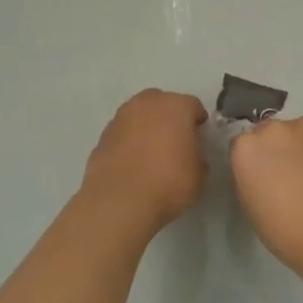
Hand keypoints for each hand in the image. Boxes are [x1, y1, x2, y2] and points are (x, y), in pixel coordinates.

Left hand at [80, 89, 208, 230]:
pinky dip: (129, 141)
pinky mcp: (103, 135)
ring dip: (146, 127)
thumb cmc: (168, 183)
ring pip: (139, 115)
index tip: (199, 137)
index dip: (197, 122)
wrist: (120, 200)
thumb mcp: (198, 174)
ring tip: (151, 152)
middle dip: (169, 117)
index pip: (193, 106)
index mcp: (176, 106)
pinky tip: (132, 162)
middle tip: (174, 141)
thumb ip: (197, 156)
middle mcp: (148, 103)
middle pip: (162, 103)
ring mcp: (121, 117)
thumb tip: (191, 155)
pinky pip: (123, 132)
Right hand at [229, 118, 302, 277]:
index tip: (263, 176)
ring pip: (297, 131)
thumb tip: (260, 169)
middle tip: (288, 173)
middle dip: (276, 148)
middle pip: (270, 133)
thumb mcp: (248, 202)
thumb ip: (249, 175)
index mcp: (245, 147)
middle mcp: (272, 129)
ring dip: (300, 145)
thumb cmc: (283, 229)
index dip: (254, 161)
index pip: (243, 144)